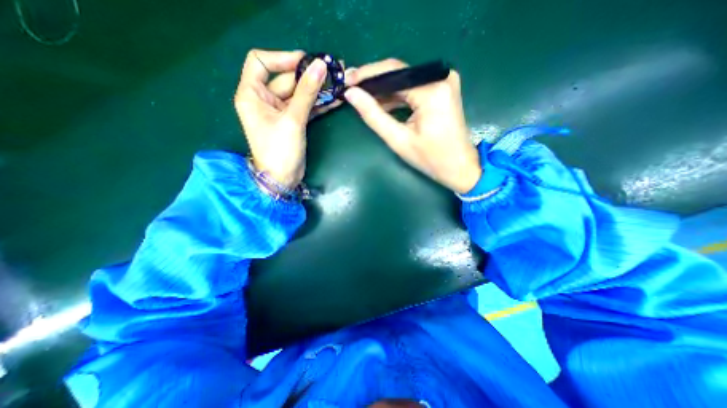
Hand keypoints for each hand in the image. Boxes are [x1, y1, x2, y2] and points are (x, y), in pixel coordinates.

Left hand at [234, 49, 336, 187]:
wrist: (283, 179)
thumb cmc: (280, 150)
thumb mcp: (292, 120)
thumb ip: (306, 92)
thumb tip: (320, 66)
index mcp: (251, 94)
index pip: (261, 62)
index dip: (282, 58)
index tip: (306, 61)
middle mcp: (263, 100)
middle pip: (285, 79)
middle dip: (308, 76)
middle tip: (332, 71)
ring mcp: (279, 112)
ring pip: (298, 94)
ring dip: (316, 90)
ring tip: (338, 83)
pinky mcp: (292, 122)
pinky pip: (304, 107)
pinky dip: (318, 104)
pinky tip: (334, 100)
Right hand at [346, 58, 481, 195]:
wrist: (460, 167)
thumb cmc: (431, 159)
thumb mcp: (398, 140)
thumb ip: (373, 115)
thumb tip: (351, 94)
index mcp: (431, 89)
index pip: (392, 71)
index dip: (367, 75)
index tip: (346, 81)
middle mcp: (440, 77)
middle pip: (399, 74)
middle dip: (374, 84)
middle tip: (352, 91)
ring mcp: (443, 82)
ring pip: (404, 81)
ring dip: (384, 91)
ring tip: (363, 100)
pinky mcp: (442, 90)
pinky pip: (413, 88)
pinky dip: (397, 97)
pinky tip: (382, 105)